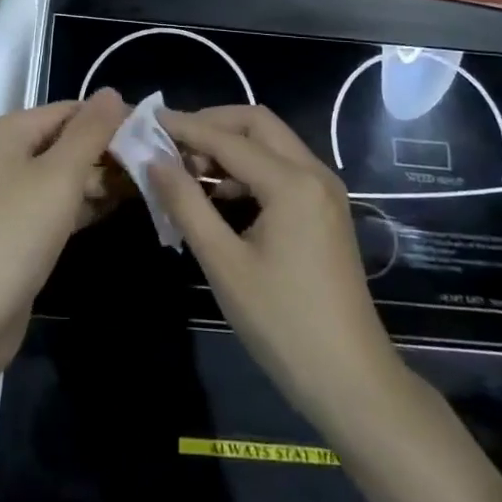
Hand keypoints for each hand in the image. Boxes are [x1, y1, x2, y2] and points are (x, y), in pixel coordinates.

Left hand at [0, 89, 129, 372]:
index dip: (111, 118)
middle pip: (67, 140)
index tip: (155, 132)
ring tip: (148, 184)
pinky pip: (59, 203)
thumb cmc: (16, 231)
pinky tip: (120, 207)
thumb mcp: (60, 175)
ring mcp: (11, 193)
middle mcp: (7, 155)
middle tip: (156, 163)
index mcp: (10, 131)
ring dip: (102, 178)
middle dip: (109, 150)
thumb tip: (112, 92)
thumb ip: (90, 132)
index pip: (69, 110)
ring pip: (66, 174)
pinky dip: (86, 203)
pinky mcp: (20, 227)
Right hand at [150, 105, 405, 436]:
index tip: (148, 119)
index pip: (227, 138)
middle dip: (212, 125)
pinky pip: (282, 169)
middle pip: (256, 124)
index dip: (185, 127)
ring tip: (188, 171)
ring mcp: (325, 191)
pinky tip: (220, 196)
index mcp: (292, 182)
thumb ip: (186, 204)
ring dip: (230, 146)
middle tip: (172, 143)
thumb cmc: (283, 324)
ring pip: (271, 144)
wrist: (352, 382)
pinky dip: (248, 169)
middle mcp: (314, 173)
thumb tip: (154, 161)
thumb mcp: (224, 264)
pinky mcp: (326, 210)